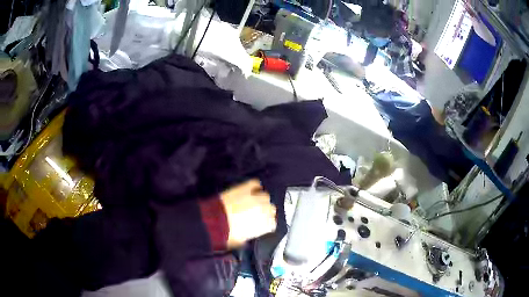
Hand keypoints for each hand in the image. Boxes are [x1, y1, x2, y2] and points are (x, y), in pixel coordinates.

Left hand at [220, 179, 276, 247]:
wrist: (214, 223)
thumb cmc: (227, 234)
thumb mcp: (241, 241)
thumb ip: (250, 236)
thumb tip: (248, 236)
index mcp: (265, 225)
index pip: (272, 223)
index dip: (266, 223)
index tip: (261, 223)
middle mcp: (264, 211)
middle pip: (271, 208)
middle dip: (264, 211)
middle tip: (256, 213)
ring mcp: (255, 198)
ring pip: (265, 196)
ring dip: (260, 199)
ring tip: (254, 201)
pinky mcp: (245, 189)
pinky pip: (255, 184)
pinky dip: (255, 186)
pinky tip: (252, 189)